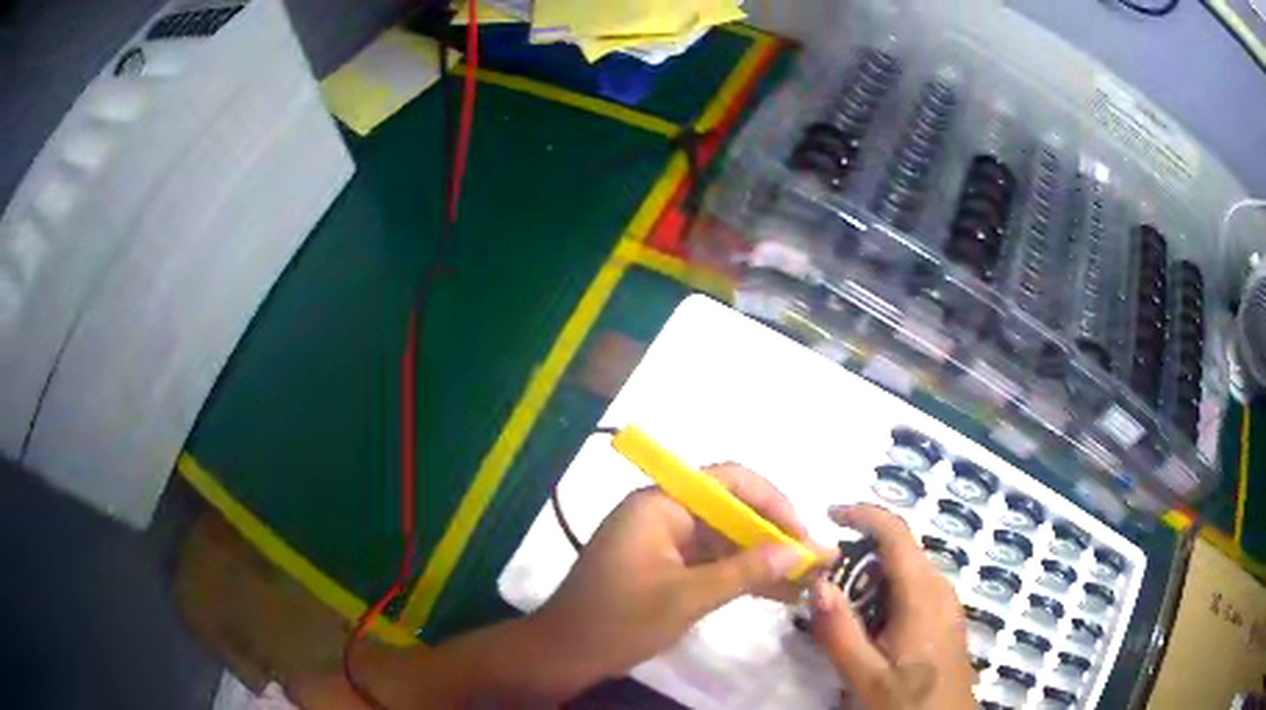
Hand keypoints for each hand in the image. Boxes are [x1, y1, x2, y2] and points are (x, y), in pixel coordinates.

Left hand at [528, 463, 826, 694]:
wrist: (564, 654)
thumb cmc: (619, 621)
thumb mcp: (687, 598)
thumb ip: (746, 572)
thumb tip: (801, 551)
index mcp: (660, 503)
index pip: (728, 482)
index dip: (773, 503)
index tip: (802, 535)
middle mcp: (664, 512)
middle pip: (731, 511)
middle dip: (773, 536)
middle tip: (812, 562)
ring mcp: (663, 540)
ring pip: (725, 539)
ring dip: (762, 559)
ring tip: (805, 581)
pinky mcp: (665, 566)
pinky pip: (712, 561)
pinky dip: (741, 575)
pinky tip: (776, 593)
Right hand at [810, 504, 974, 709]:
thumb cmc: (908, 703)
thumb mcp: (866, 678)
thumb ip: (840, 632)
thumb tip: (818, 583)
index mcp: (922, 596)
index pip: (897, 534)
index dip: (864, 515)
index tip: (829, 514)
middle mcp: (940, 589)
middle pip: (901, 551)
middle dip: (861, 555)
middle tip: (824, 583)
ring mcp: (946, 604)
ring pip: (907, 571)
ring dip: (872, 578)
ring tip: (842, 610)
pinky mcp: (945, 619)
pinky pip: (915, 590)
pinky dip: (887, 594)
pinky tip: (870, 628)